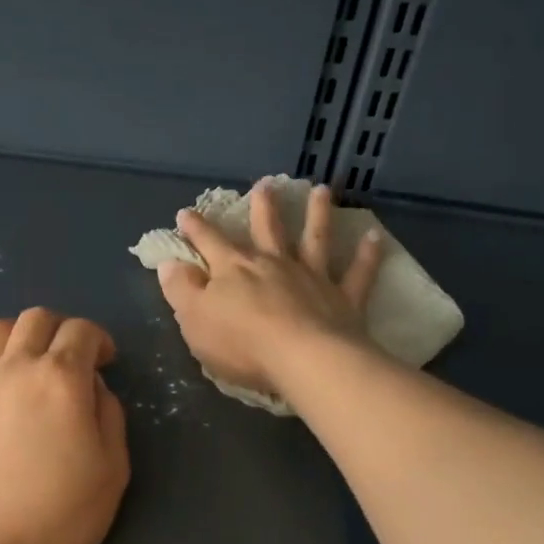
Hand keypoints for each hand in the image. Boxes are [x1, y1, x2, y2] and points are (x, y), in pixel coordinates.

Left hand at [0, 307, 129, 543]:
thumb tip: (92, 387)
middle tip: (73, 359)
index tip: (107, 362)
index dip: (99, 339)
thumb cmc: (57, 519)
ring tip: (31, 352)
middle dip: (62, 330)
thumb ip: (108, 416)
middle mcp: (15, 368)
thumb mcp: (111, 471)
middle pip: (37, 320)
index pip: (81, 332)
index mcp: (61, 380)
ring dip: (20, 330)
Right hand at [155, 180, 384, 399]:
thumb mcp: (195, 320)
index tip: (186, 213)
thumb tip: (169, 263)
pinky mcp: (342, 298)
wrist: (302, 359)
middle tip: (265, 185)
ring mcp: (312, 278)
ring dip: (317, 214)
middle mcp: (274, 264)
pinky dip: (367, 256)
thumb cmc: (240, 343)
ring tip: (321, 191)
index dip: (196, 228)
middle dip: (263, 207)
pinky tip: (374, 238)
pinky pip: (357, 273)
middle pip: (267, 230)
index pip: (209, 243)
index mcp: (234, 270)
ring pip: (315, 239)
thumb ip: (181, 290)